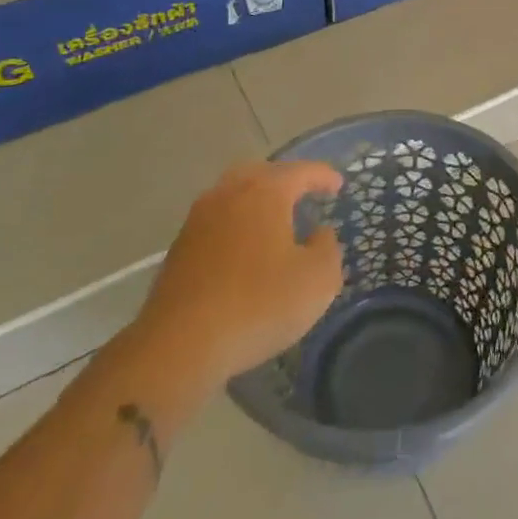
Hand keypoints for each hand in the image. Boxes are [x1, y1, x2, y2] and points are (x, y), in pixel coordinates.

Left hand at [135, 160, 343, 384]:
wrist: (179, 347)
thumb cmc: (259, 304)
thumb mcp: (318, 280)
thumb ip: (327, 248)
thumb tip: (319, 234)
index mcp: (264, 192)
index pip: (301, 171)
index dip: (324, 176)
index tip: (339, 186)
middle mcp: (228, 195)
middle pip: (261, 173)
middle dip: (285, 180)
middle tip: (305, 194)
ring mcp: (198, 221)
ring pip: (233, 196)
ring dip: (257, 202)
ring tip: (276, 221)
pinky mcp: (179, 250)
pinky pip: (217, 223)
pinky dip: (237, 226)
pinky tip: (248, 250)